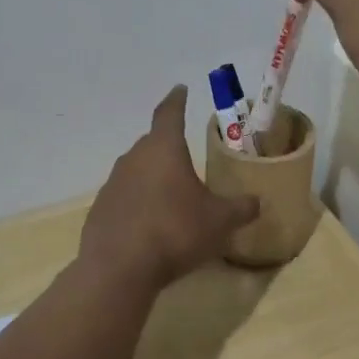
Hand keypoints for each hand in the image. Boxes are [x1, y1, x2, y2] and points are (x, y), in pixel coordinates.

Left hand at [79, 86, 259, 290]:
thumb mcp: (219, 221)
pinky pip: (124, 197)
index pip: (170, 113)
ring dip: (153, 177)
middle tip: (186, 156)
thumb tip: (258, 201)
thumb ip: (240, 208)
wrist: (119, 268)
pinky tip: (149, 224)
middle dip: (169, 146)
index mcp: (164, 149)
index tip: (180, 89)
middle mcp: (134, 158)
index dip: (177, 100)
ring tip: (170, 195)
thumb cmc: (175, 231)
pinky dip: (138, 203)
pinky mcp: (100, 210)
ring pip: (137, 170)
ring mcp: (112, 184)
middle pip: (153, 143)